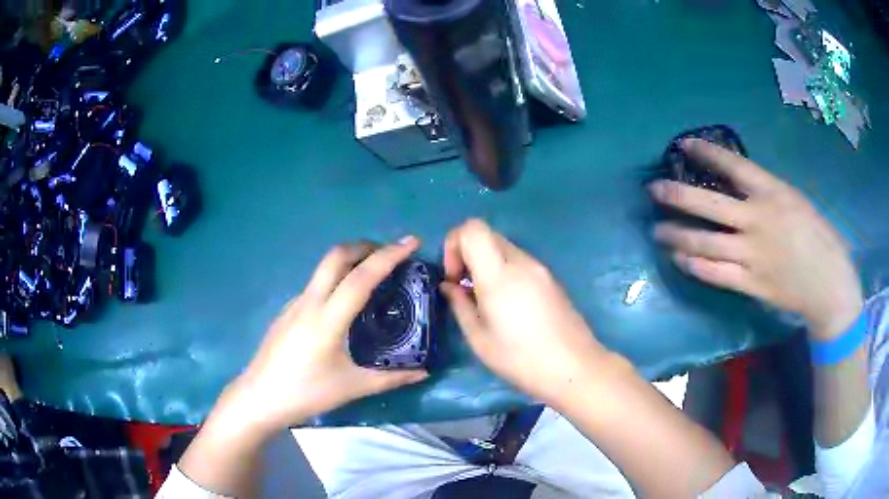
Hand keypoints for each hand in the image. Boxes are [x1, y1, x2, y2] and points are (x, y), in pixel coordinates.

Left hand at [232, 238, 428, 431]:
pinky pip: (315, 286)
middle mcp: (309, 302)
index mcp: (327, 319)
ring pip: (323, 269)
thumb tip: (423, 372)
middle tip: (390, 254)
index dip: (388, 256)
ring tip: (372, 278)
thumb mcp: (352, 387)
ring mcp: (294, 304)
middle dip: (365, 246)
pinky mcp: (286, 311)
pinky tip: (344, 306)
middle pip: (336, 256)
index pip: (361, 277)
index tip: (411, 242)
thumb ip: (390, 378)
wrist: (259, 398)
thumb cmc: (305, 393)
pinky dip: (336, 281)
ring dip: (349, 262)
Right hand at [440, 219, 610, 406]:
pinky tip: (509, 305)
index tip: (454, 276)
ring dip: (486, 264)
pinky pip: (520, 262)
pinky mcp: (551, 278)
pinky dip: (504, 272)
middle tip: (465, 289)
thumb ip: (460, 305)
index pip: (472, 229)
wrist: (575, 367)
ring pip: (503, 248)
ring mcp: (540, 268)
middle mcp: (521, 262)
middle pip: (487, 235)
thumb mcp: (479, 339)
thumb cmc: (521, 359)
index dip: (454, 243)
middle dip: (467, 254)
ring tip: (486, 301)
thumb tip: (449, 286)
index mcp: (500, 274)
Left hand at [649, 138, 862, 338]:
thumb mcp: (796, 202)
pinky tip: (679, 260)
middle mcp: (758, 221)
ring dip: (677, 236)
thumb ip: (767, 195)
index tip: (683, 145)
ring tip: (657, 231)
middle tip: (653, 190)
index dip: (706, 153)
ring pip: (706, 244)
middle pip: (709, 206)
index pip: (733, 166)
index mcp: (773, 194)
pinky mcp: (751, 284)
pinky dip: (694, 267)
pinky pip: (716, 275)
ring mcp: (753, 255)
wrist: (830, 285)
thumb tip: (738, 187)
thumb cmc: (820, 238)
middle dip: (677, 196)